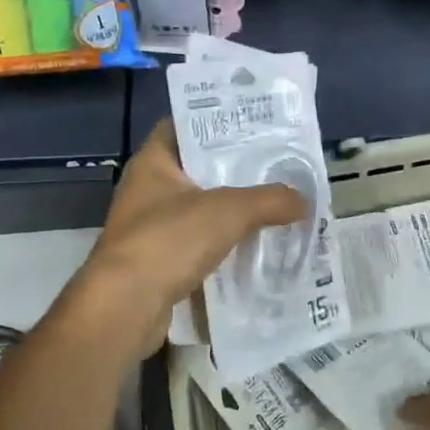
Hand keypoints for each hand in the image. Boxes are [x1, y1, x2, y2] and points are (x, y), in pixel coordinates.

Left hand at [75, 119, 309, 358]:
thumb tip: (304, 201)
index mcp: (153, 162)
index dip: (216, 120)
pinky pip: (200, 244)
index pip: (184, 126)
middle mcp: (148, 190)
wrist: (125, 309)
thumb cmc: (169, 240)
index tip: (253, 123)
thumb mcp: (228, 211)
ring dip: (233, 211)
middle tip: (276, 164)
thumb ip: (269, 200)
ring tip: (276, 203)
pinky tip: (257, 246)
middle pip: (198, 169)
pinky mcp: (159, 263)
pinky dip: (225, 245)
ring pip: (201, 210)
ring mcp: (151, 228)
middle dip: (236, 169)